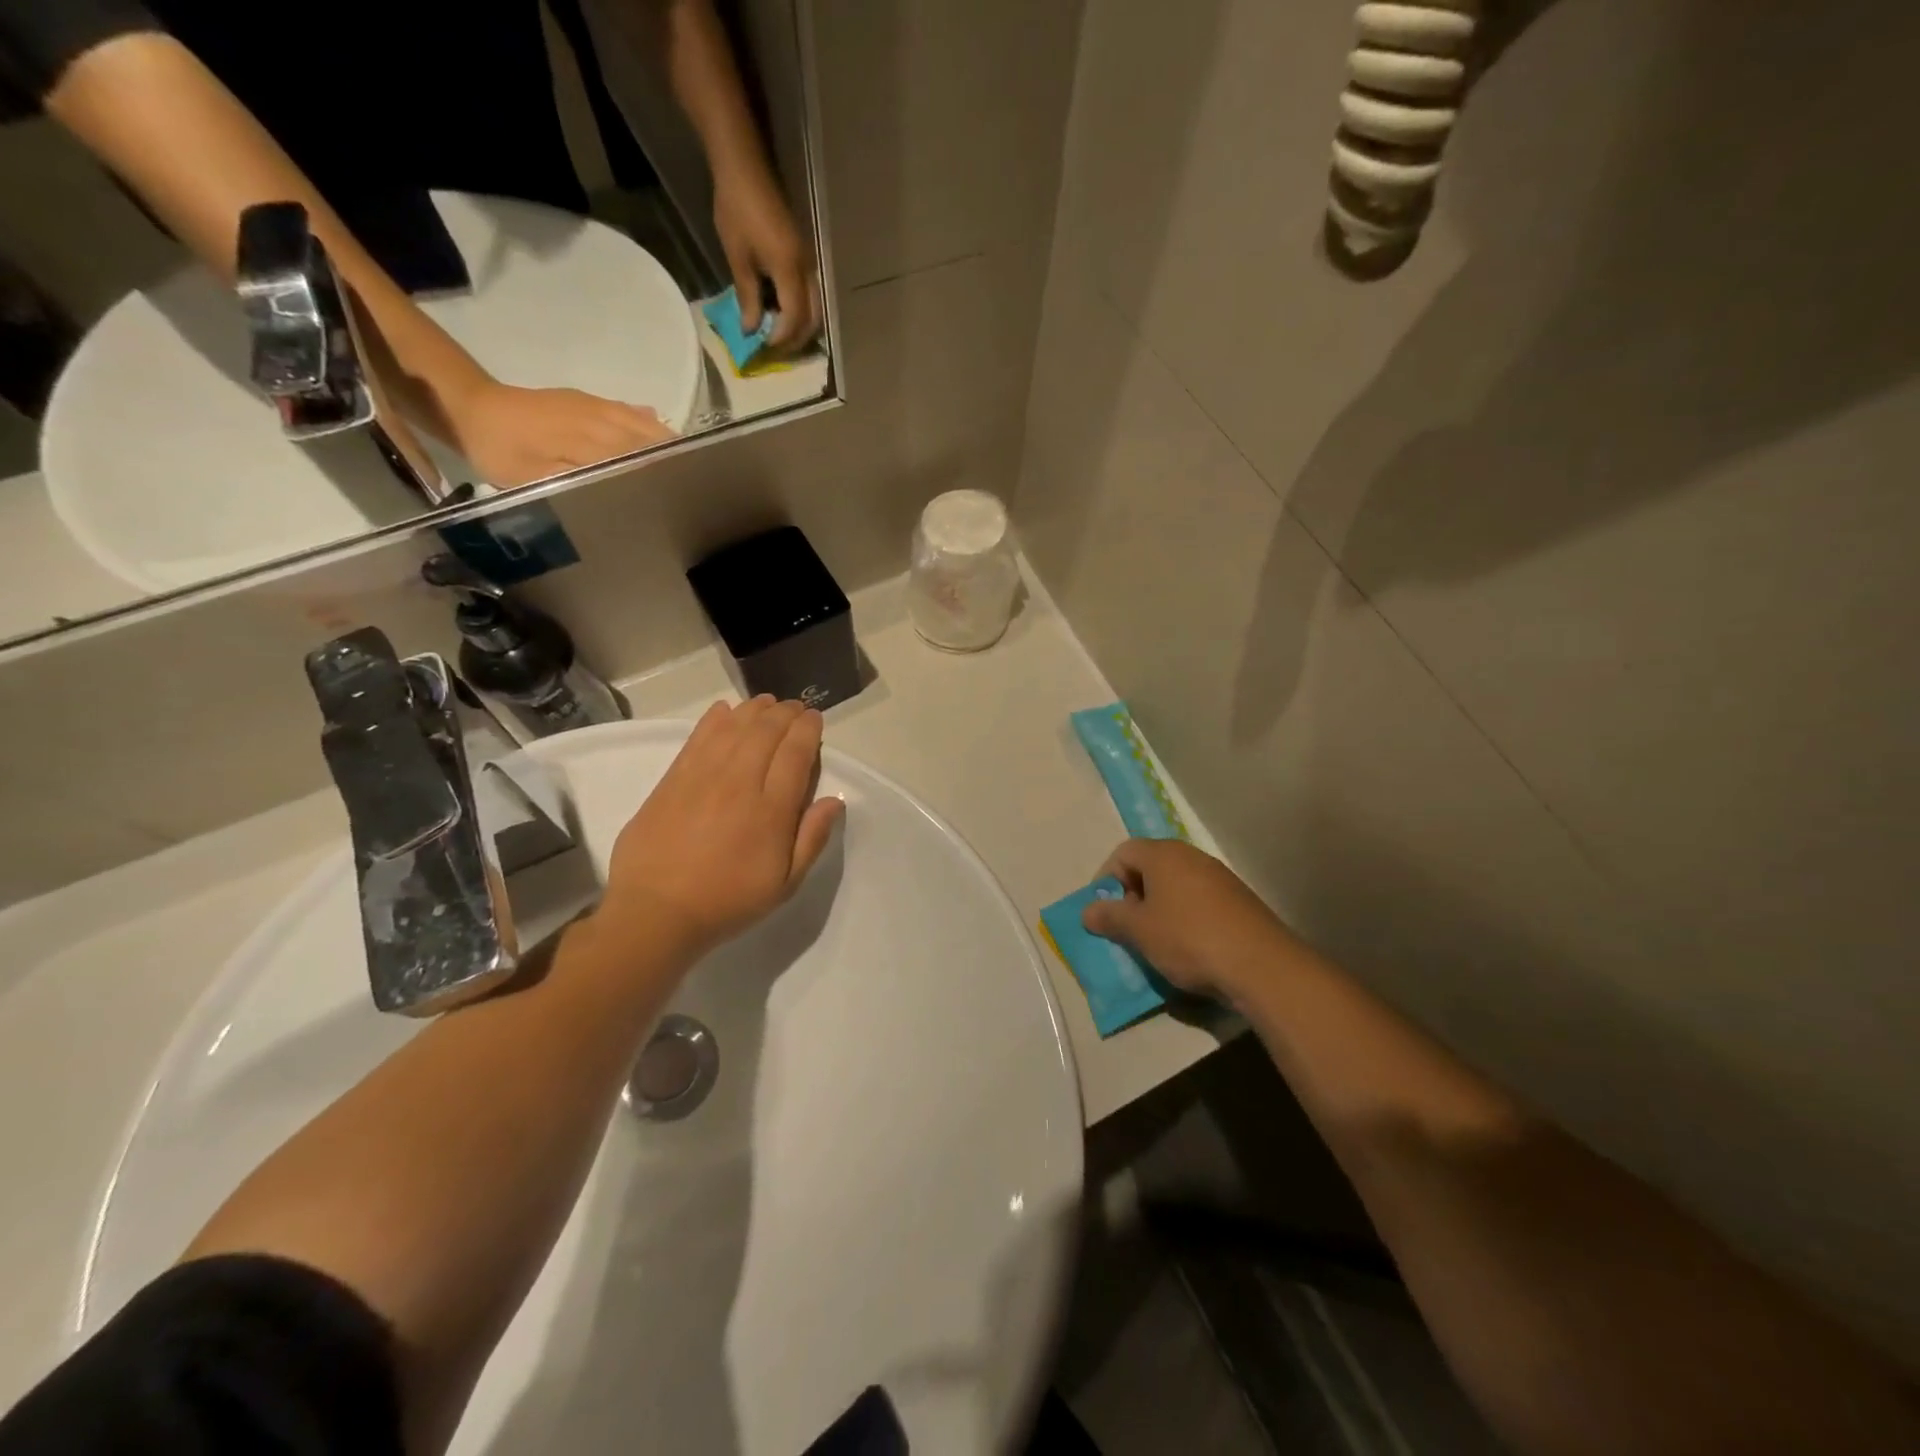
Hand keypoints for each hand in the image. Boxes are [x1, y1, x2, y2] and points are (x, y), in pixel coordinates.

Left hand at [446, 381, 676, 487]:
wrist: (473, 407)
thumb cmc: (502, 451)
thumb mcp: (535, 478)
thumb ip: (581, 481)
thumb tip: (623, 486)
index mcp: (592, 440)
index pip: (641, 458)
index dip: (665, 474)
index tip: (688, 492)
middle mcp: (602, 419)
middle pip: (650, 439)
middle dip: (674, 458)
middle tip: (695, 481)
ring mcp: (596, 406)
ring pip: (644, 423)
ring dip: (665, 441)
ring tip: (686, 461)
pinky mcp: (588, 401)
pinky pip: (629, 411)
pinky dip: (648, 423)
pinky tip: (658, 427)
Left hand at [599, 697, 843, 957]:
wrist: (656, 913)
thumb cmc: (728, 901)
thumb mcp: (784, 884)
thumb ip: (812, 839)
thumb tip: (834, 800)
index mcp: (771, 810)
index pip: (796, 753)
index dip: (808, 729)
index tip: (815, 719)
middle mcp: (739, 783)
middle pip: (766, 731)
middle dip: (785, 713)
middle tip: (795, 708)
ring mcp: (702, 777)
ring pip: (733, 727)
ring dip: (754, 710)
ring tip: (766, 704)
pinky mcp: (672, 779)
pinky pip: (698, 737)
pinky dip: (715, 719)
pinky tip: (725, 711)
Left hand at [713, 160, 820, 352]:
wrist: (744, 166)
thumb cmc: (736, 209)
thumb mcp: (738, 257)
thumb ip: (748, 297)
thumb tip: (751, 330)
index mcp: (790, 269)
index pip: (795, 317)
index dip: (782, 338)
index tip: (765, 349)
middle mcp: (806, 269)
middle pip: (812, 317)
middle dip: (796, 338)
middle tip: (776, 351)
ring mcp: (807, 261)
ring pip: (814, 306)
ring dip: (799, 326)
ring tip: (779, 336)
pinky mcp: (802, 255)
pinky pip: (808, 293)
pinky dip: (798, 310)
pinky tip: (780, 313)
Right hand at [1080, 839, 1303, 1002]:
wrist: (1261, 965)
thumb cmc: (1188, 938)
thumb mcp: (1139, 931)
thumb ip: (1110, 917)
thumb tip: (1088, 911)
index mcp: (1164, 854)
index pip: (1123, 852)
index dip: (1106, 879)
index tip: (1104, 911)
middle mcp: (1192, 856)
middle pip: (1150, 866)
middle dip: (1133, 895)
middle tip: (1128, 927)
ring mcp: (1219, 877)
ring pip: (1176, 885)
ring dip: (1159, 908)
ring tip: (1156, 941)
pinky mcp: (1239, 900)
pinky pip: (1199, 901)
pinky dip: (1185, 917)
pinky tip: (1189, 947)